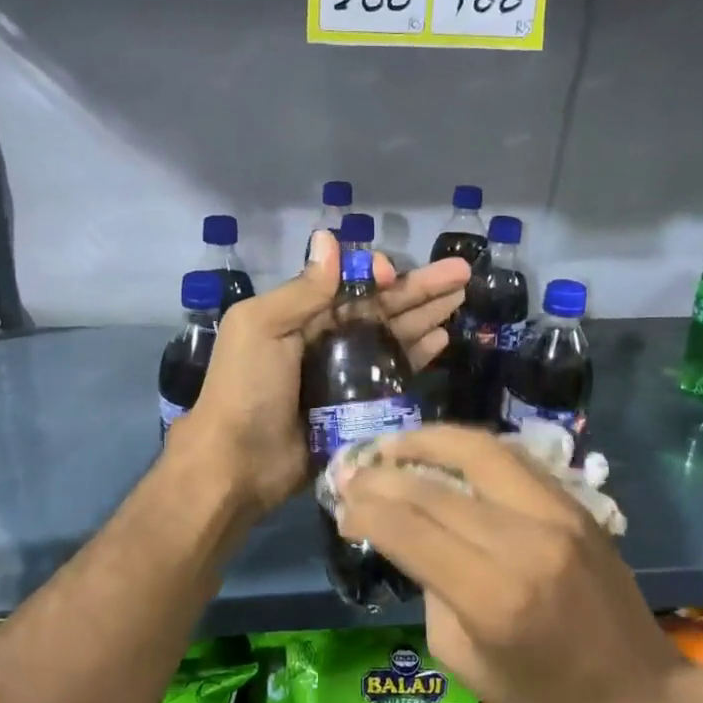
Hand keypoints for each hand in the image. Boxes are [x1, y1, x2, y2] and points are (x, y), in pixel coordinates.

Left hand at [172, 233, 470, 514]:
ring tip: (461, 298)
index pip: (349, 283)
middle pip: (381, 306)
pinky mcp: (359, 405)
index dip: (377, 273)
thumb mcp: (262, 327)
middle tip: (464, 273)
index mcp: (299, 314)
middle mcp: (325, 339)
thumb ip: (302, 290)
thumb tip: (329, 238)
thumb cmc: (246, 388)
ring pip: (393, 335)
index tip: (396, 273)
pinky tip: (442, 338)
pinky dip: (417, 354)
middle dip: (420, 288)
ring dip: (426, 316)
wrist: (239, 463)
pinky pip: (394, 374)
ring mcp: (345, 373)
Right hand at [335, 426, 683, 702]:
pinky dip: (470, 449)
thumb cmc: (547, 701)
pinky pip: (512, 459)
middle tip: (351, 473)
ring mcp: (558, 514)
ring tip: (393, 445)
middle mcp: (524, 542)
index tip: (341, 508)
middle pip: (434, 487)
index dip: (365, 511)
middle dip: (382, 475)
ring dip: (427, 440)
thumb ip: (431, 591)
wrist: (641, 698)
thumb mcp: (464, 662)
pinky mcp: (577, 504)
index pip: (409, 529)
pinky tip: (445, 453)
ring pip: (478, 450)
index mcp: (492, 596)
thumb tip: (409, 537)